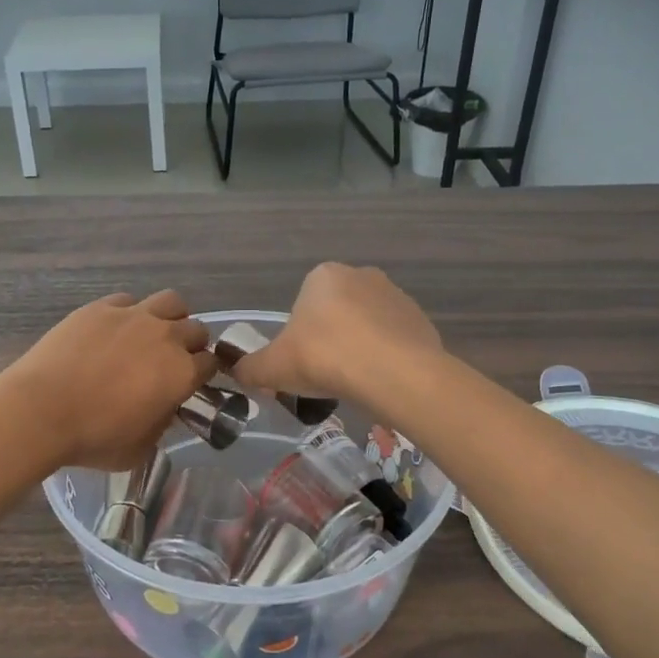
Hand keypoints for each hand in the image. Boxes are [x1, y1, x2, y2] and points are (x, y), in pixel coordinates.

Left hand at [1, 290, 215, 470]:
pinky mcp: (101, 307)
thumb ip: (161, 424)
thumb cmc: (94, 438)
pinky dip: (130, 313)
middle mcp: (165, 337)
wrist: (41, 411)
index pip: (211, 364)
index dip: (202, 375)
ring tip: (152, 335)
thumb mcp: (140, 448)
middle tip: (172, 362)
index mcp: (182, 372)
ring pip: (171, 302)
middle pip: (196, 329)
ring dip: (170, 317)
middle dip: (191, 345)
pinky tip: (115, 330)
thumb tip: (163, 409)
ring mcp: (133, 316)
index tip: (190, 384)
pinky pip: (128, 301)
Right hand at [226, 263, 441, 405]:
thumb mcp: (272, 368)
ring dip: (359, 348)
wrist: (393, 373)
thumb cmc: (324, 358)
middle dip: (330, 340)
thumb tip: (237, 372)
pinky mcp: (421, 320)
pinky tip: (381, 382)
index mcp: (323, 276)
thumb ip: (250, 368)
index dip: (299, 337)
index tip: (301, 363)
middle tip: (325, 375)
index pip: (303, 305)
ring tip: (355, 382)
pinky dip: (386, 359)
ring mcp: (396, 296)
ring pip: (367, 326)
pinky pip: (394, 341)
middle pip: (336, 313)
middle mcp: (361, 275)